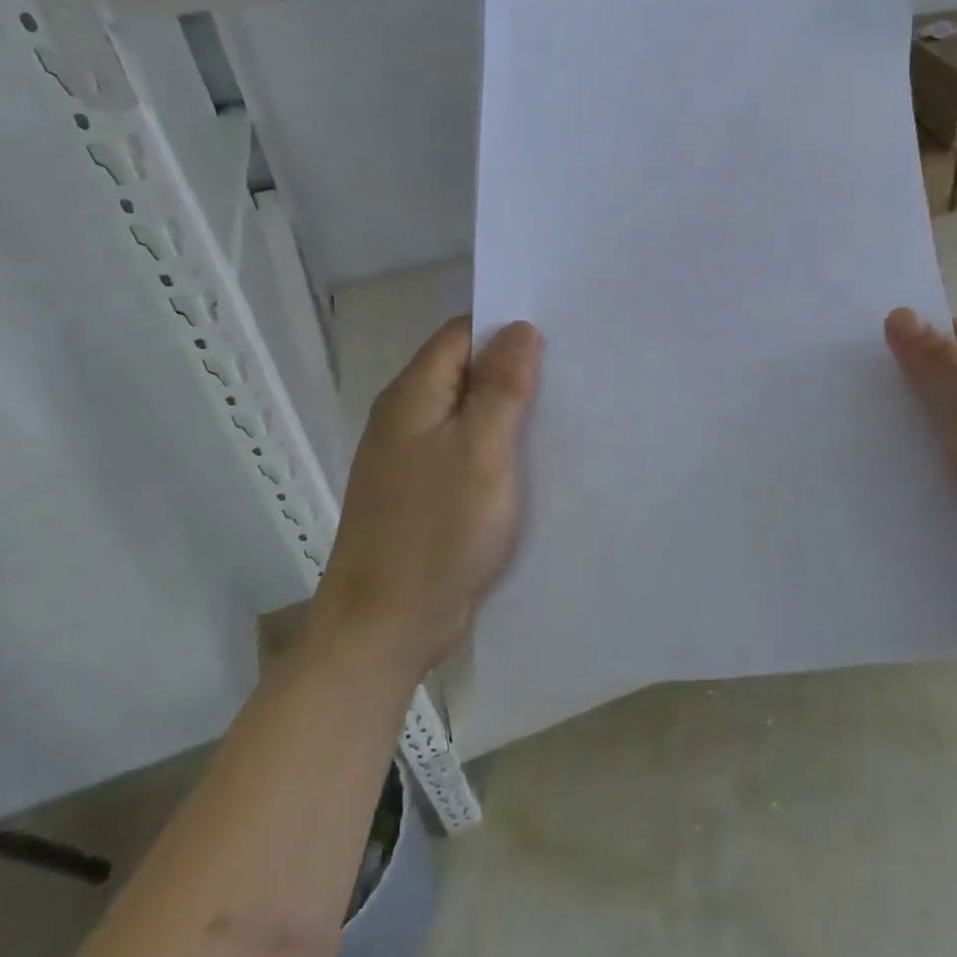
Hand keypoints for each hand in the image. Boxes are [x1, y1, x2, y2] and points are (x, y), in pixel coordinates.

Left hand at [315, 317, 542, 678]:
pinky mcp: (424, 492)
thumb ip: (502, 386)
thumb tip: (521, 328)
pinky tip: (533, 459)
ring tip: (563, 412)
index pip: (461, 334)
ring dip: (509, 411)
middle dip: (514, 369)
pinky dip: (498, 446)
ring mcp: (413, 457)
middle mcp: (407, 418)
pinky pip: (466, 450)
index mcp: (413, 396)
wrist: (385, 628)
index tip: (558, 337)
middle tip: (572, 375)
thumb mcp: (481, 451)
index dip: (506, 329)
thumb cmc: (436, 532)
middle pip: (465, 371)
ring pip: (468, 413)